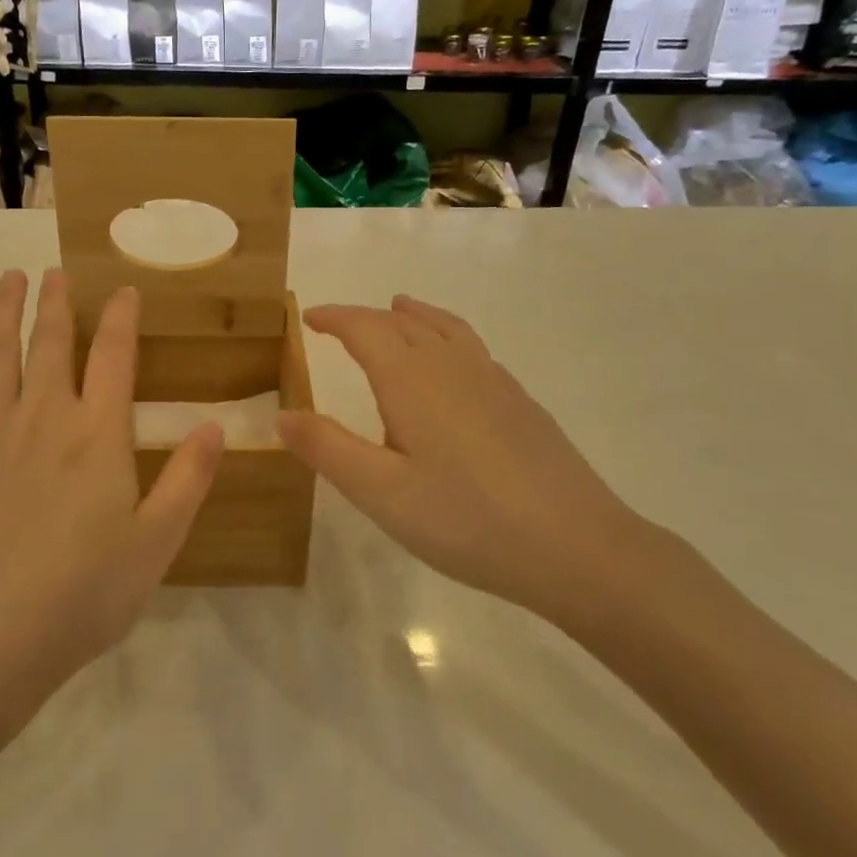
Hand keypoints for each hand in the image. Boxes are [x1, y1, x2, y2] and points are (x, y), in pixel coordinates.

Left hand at [0, 269, 223, 721]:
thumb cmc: (81, 594)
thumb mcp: (156, 543)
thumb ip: (188, 480)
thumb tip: (215, 425)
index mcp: (96, 434)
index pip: (113, 357)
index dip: (120, 318)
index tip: (123, 290)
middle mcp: (42, 419)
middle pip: (49, 344)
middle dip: (54, 303)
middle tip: (52, 271)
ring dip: (0, 316)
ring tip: (5, 281)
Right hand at [279, 296, 646, 627]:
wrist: (576, 546)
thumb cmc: (466, 520)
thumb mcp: (381, 492)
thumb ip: (327, 448)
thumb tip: (281, 414)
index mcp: (412, 380)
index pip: (365, 328)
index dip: (335, 317)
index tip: (310, 317)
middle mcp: (452, 366)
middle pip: (405, 323)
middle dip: (368, 317)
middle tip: (341, 323)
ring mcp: (494, 381)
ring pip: (446, 329)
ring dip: (415, 316)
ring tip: (400, 310)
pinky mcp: (521, 402)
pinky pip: (473, 348)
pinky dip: (447, 336)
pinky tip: (453, 366)